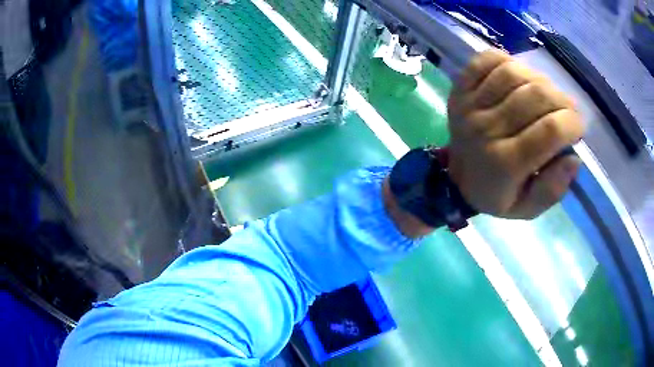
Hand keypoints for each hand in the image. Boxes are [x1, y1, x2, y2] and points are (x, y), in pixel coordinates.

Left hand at [448, 50, 584, 218]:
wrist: (456, 178)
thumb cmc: (497, 194)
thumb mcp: (526, 208)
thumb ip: (552, 190)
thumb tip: (574, 157)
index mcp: (505, 163)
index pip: (549, 131)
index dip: (572, 123)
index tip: (578, 127)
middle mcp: (486, 129)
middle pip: (535, 96)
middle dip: (562, 100)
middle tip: (568, 110)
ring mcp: (469, 104)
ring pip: (512, 72)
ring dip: (539, 79)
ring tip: (546, 94)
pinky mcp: (459, 88)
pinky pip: (486, 60)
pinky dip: (508, 60)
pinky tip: (520, 76)